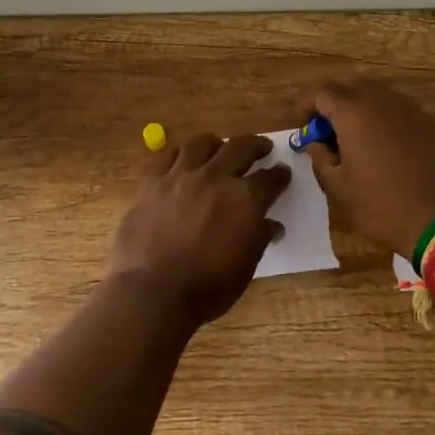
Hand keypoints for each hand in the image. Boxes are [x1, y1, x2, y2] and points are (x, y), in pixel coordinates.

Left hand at [105, 133, 290, 329]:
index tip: (283, 173)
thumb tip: (271, 225)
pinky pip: (167, 157)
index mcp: (245, 199)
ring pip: (201, 143)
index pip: (270, 179)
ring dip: (216, 145)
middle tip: (262, 147)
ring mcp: (181, 176)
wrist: (152, 290)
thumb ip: (259, 239)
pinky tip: (181, 164)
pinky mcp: (152, 182)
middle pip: (240, 147)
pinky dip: (179, 157)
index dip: (279, 175)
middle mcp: (215, 178)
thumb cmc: (206, 287)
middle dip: (256, 145)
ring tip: (218, 149)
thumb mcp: (245, 267)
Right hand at [295, 80, 434, 258]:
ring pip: (376, 97)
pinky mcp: (433, 124)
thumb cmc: (384, 207)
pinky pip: (398, 112)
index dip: (305, 105)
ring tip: (354, 141)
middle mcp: (383, 101)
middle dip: (332, 105)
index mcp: (354, 112)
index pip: (320, 92)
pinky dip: (383, 121)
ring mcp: (412, 110)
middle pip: (349, 88)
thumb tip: (316, 143)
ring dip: (359, 111)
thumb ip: (320, 160)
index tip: (302, 126)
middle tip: (325, 133)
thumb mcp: (338, 190)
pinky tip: (384, 149)